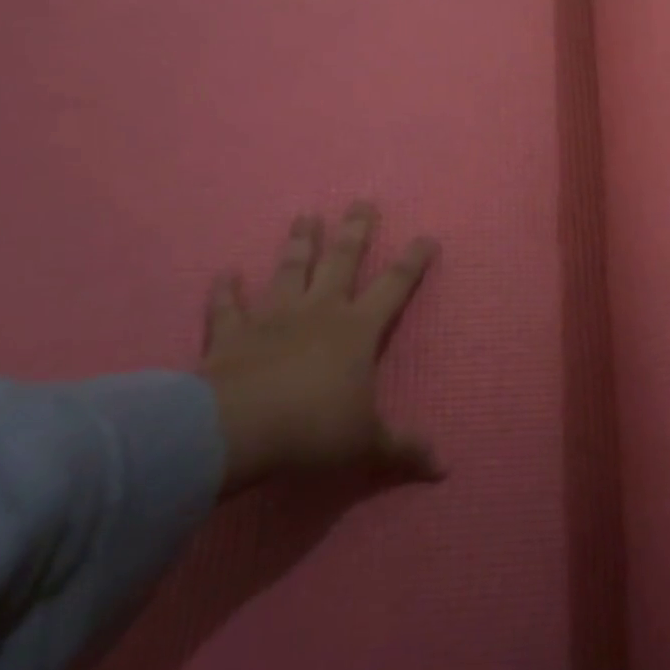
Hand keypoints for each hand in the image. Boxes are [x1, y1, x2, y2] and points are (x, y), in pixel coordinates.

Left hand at [199, 203, 440, 493]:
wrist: (237, 430)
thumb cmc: (312, 430)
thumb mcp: (366, 445)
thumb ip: (403, 449)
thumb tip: (444, 467)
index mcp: (357, 330)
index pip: (393, 287)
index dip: (413, 262)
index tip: (427, 236)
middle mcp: (319, 311)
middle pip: (342, 260)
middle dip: (355, 230)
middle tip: (362, 202)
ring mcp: (274, 316)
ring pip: (291, 269)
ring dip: (299, 243)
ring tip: (305, 216)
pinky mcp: (233, 333)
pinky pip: (229, 306)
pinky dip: (226, 290)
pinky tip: (225, 272)